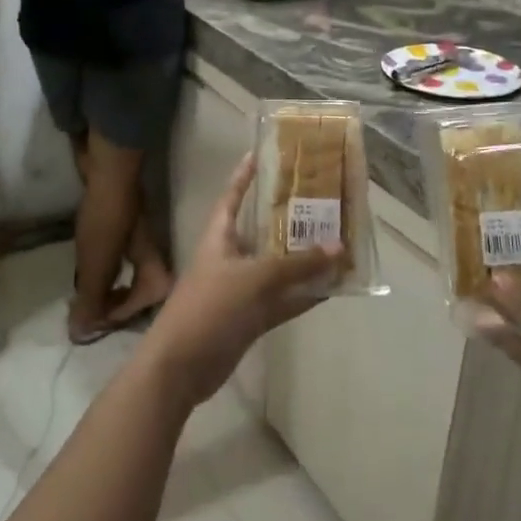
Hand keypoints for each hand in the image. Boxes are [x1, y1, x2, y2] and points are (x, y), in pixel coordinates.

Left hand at [142, 152, 339, 406]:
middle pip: (263, 231)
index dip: (245, 175)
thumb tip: (339, 247)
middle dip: (290, 218)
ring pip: (279, 269)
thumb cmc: (210, 307)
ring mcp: (242, 290)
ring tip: (339, 242)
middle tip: (323, 200)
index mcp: (220, 237)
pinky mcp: (251, 318)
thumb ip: (297, 264)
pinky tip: (333, 288)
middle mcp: (231, 258)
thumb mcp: (254, 278)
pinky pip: (284, 300)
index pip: (233, 197)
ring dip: (305, 260)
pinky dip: (304, 295)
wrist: (181, 366)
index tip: (262, 153)